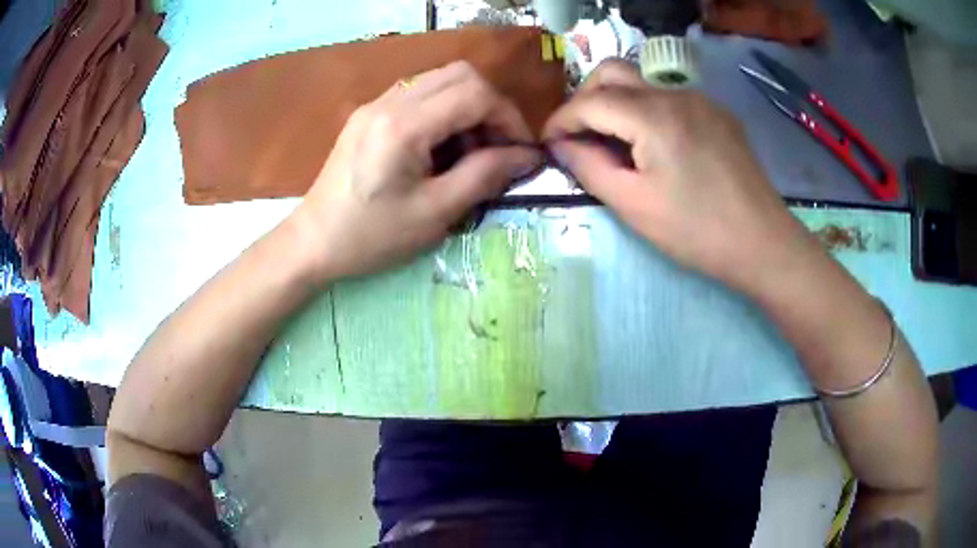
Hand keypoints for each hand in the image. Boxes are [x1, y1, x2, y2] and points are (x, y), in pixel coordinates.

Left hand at [291, 61, 540, 280]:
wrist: (312, 242)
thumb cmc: (371, 237)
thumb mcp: (435, 213)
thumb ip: (485, 176)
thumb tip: (527, 156)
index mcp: (404, 126)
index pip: (475, 94)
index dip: (509, 118)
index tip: (520, 152)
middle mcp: (389, 101)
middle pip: (461, 74)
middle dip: (490, 106)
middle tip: (497, 147)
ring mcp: (375, 104)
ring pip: (440, 80)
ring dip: (467, 107)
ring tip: (469, 151)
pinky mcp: (369, 114)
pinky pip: (419, 95)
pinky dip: (443, 111)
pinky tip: (440, 147)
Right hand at [544, 60, 814, 291]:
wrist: (763, 242)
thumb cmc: (697, 231)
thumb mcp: (633, 205)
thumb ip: (589, 167)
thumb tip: (562, 144)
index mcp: (653, 116)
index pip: (590, 100)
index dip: (561, 119)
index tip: (548, 143)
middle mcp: (675, 93)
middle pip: (613, 71)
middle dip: (585, 97)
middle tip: (580, 134)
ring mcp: (700, 99)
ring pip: (642, 82)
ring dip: (616, 102)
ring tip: (613, 141)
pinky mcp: (716, 113)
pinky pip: (669, 97)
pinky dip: (646, 110)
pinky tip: (653, 144)